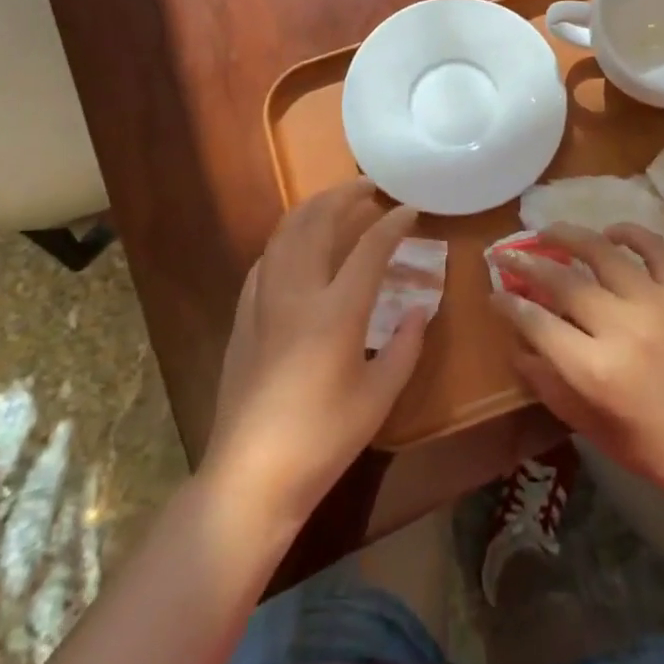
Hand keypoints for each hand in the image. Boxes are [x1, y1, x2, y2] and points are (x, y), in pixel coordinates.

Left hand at [203, 178, 427, 525]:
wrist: (250, 475)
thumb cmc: (322, 440)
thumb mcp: (378, 398)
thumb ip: (404, 348)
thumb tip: (420, 311)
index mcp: (335, 312)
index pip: (370, 249)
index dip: (393, 224)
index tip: (411, 211)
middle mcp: (296, 293)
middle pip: (317, 223)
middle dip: (345, 197)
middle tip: (369, 187)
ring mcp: (262, 301)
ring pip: (284, 234)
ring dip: (312, 209)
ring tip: (335, 203)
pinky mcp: (243, 316)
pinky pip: (266, 260)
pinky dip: (286, 239)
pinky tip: (297, 246)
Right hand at [490, 223, 663, 512]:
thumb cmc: (656, 451)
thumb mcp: (592, 429)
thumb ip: (550, 385)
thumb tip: (518, 347)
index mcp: (594, 370)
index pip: (536, 322)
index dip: (509, 304)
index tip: (495, 292)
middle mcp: (621, 327)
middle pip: (561, 281)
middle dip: (526, 263)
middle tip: (508, 253)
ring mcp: (657, 303)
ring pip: (601, 252)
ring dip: (568, 236)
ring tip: (548, 231)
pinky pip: (653, 248)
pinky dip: (629, 233)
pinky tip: (610, 233)